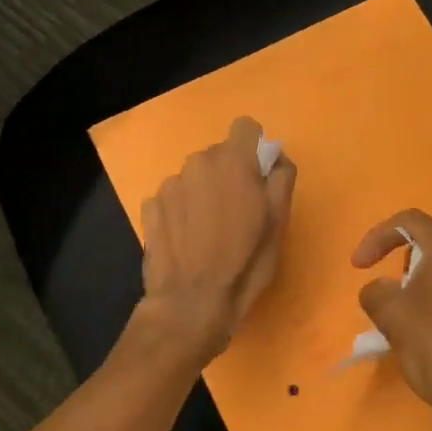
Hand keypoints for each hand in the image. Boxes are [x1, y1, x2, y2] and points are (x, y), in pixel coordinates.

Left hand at [138, 117, 296, 361]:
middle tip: (236, 212)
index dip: (253, 148)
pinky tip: (186, 240)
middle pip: (218, 154)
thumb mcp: (279, 223)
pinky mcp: (150, 206)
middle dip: (228, 175)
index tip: (257, 176)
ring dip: (202, 193)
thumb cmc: (245, 263)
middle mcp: (198, 162)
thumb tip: (275, 158)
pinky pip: (172, 197)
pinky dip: (180, 210)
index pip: (245, 127)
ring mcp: (169, 184)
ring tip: (208, 232)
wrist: (191, 303)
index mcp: (233, 161)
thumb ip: (281, 179)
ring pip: (194, 176)